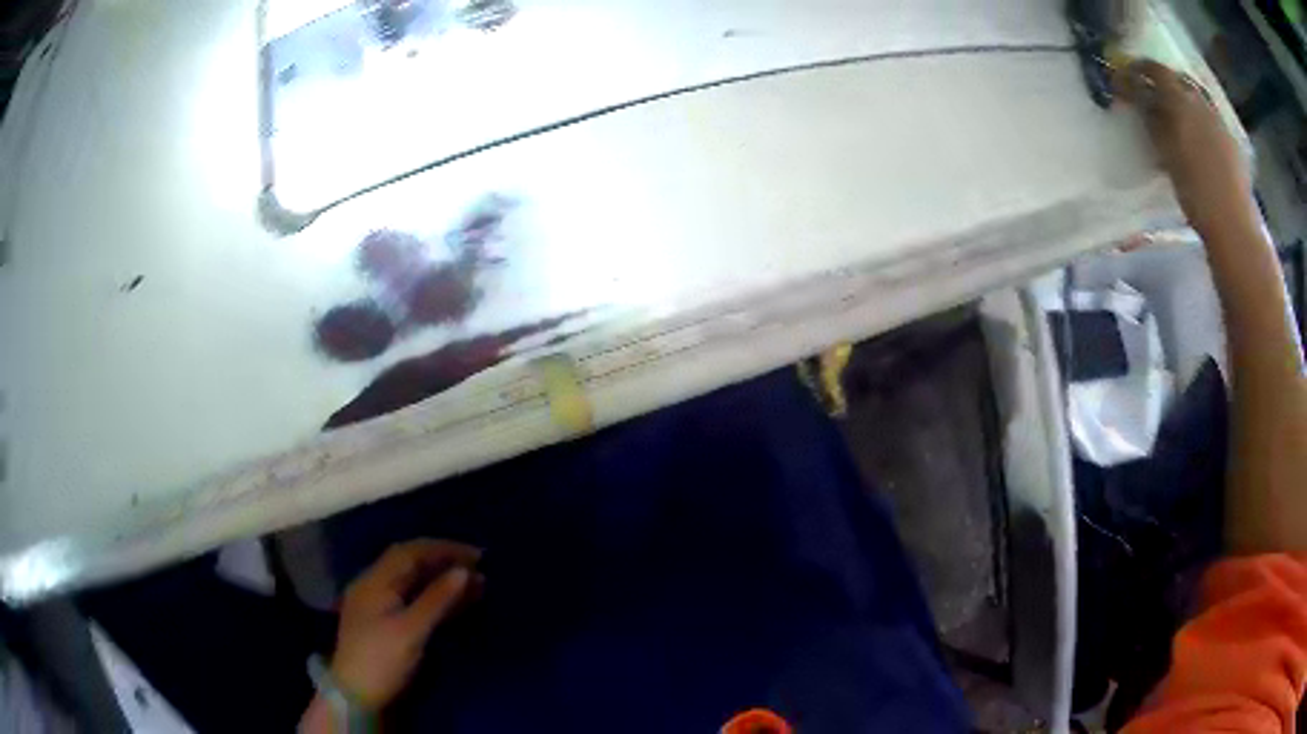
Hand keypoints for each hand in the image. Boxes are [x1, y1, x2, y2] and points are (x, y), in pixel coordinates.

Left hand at [330, 539, 482, 710]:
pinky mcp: (387, 624)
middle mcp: (375, 586)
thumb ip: (437, 599)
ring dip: (443, 581)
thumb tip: (464, 571)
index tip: (477, 555)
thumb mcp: (411, 630)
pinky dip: (437, 598)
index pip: (411, 552)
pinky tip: (456, 604)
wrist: (357, 696)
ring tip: (477, 585)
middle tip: (480, 568)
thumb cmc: (381, 659)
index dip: (444, 549)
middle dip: (445, 563)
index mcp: (375, 581)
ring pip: (415, 584)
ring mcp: (380, 606)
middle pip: (412, 565)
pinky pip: (415, 601)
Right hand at [1114, 59, 1254, 237]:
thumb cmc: (1196, 191)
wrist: (1234, 225)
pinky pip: (1213, 118)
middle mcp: (1200, 100)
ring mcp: (1219, 120)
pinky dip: (1203, 119)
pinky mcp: (1232, 141)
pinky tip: (1201, 137)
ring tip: (1179, 115)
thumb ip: (1152, 120)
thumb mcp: (1166, 154)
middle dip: (1165, 82)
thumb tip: (1141, 100)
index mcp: (1180, 99)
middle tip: (1154, 95)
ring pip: (1198, 96)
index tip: (1127, 77)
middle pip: (1178, 79)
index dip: (1138, 69)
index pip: (1154, 69)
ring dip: (1186, 100)